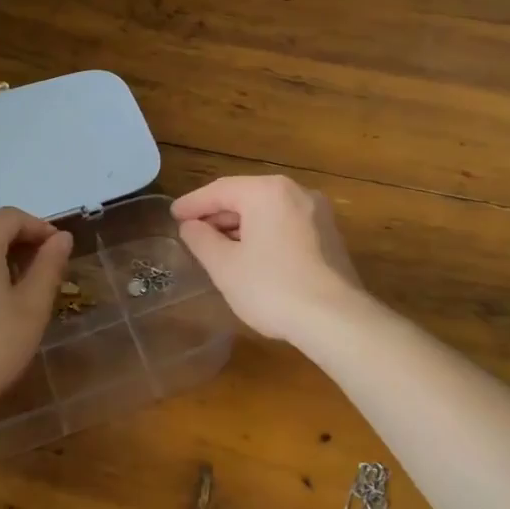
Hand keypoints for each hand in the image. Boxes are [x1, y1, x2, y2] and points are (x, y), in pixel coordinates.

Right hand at [172, 175, 369, 341]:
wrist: (335, 318)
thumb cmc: (272, 288)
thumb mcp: (225, 266)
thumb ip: (202, 240)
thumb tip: (191, 226)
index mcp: (267, 191)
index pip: (220, 190)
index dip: (193, 203)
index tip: (173, 215)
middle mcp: (296, 192)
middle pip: (247, 196)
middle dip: (218, 214)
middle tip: (192, 232)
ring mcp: (317, 212)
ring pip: (269, 211)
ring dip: (241, 226)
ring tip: (217, 246)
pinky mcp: (329, 235)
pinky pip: (287, 224)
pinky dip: (264, 233)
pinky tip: (251, 255)